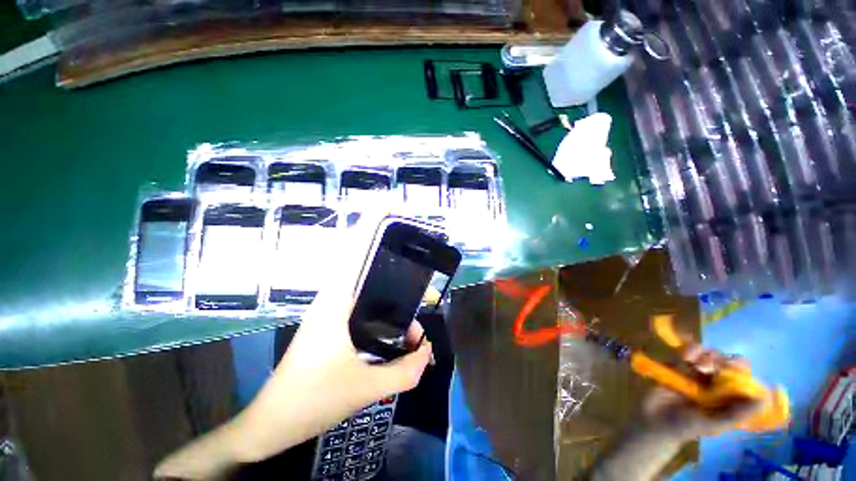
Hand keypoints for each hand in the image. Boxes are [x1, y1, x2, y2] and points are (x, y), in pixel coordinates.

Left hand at [154, 213, 432, 478]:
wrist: (272, 423)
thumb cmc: (311, 400)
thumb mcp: (365, 388)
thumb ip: (404, 371)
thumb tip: (427, 351)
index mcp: (336, 301)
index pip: (355, 250)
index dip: (372, 222)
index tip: (390, 203)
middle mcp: (335, 297)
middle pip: (367, 263)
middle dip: (395, 258)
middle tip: (423, 274)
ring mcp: (333, 310)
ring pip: (369, 287)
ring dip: (395, 296)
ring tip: (417, 321)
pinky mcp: (334, 323)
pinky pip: (367, 304)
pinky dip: (386, 309)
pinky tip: (400, 326)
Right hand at [640, 346, 763, 442]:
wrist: (654, 418)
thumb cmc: (686, 427)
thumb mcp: (713, 424)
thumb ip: (736, 414)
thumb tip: (764, 401)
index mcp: (730, 399)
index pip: (745, 379)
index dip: (742, 371)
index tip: (734, 367)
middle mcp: (718, 384)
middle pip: (728, 363)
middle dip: (722, 360)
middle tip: (709, 366)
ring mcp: (698, 374)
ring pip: (710, 355)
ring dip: (705, 355)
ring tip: (692, 361)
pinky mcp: (680, 365)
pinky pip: (689, 352)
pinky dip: (689, 349)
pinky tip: (684, 355)